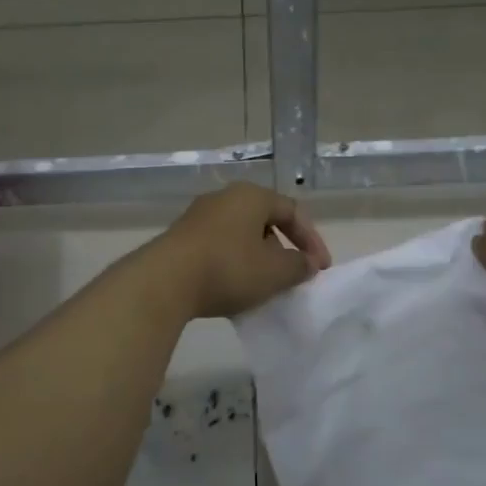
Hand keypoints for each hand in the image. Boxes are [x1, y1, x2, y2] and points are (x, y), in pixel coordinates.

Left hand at [147, 182, 332, 318]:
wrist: (165, 282)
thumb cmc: (229, 268)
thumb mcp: (275, 272)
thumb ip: (299, 266)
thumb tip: (306, 263)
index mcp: (251, 196)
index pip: (292, 212)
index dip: (312, 240)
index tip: (320, 269)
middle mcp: (224, 198)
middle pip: (264, 221)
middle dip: (283, 249)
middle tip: (292, 275)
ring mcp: (198, 217)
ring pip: (240, 236)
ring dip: (257, 259)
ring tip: (264, 286)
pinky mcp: (180, 239)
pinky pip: (218, 248)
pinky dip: (233, 265)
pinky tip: (234, 290)